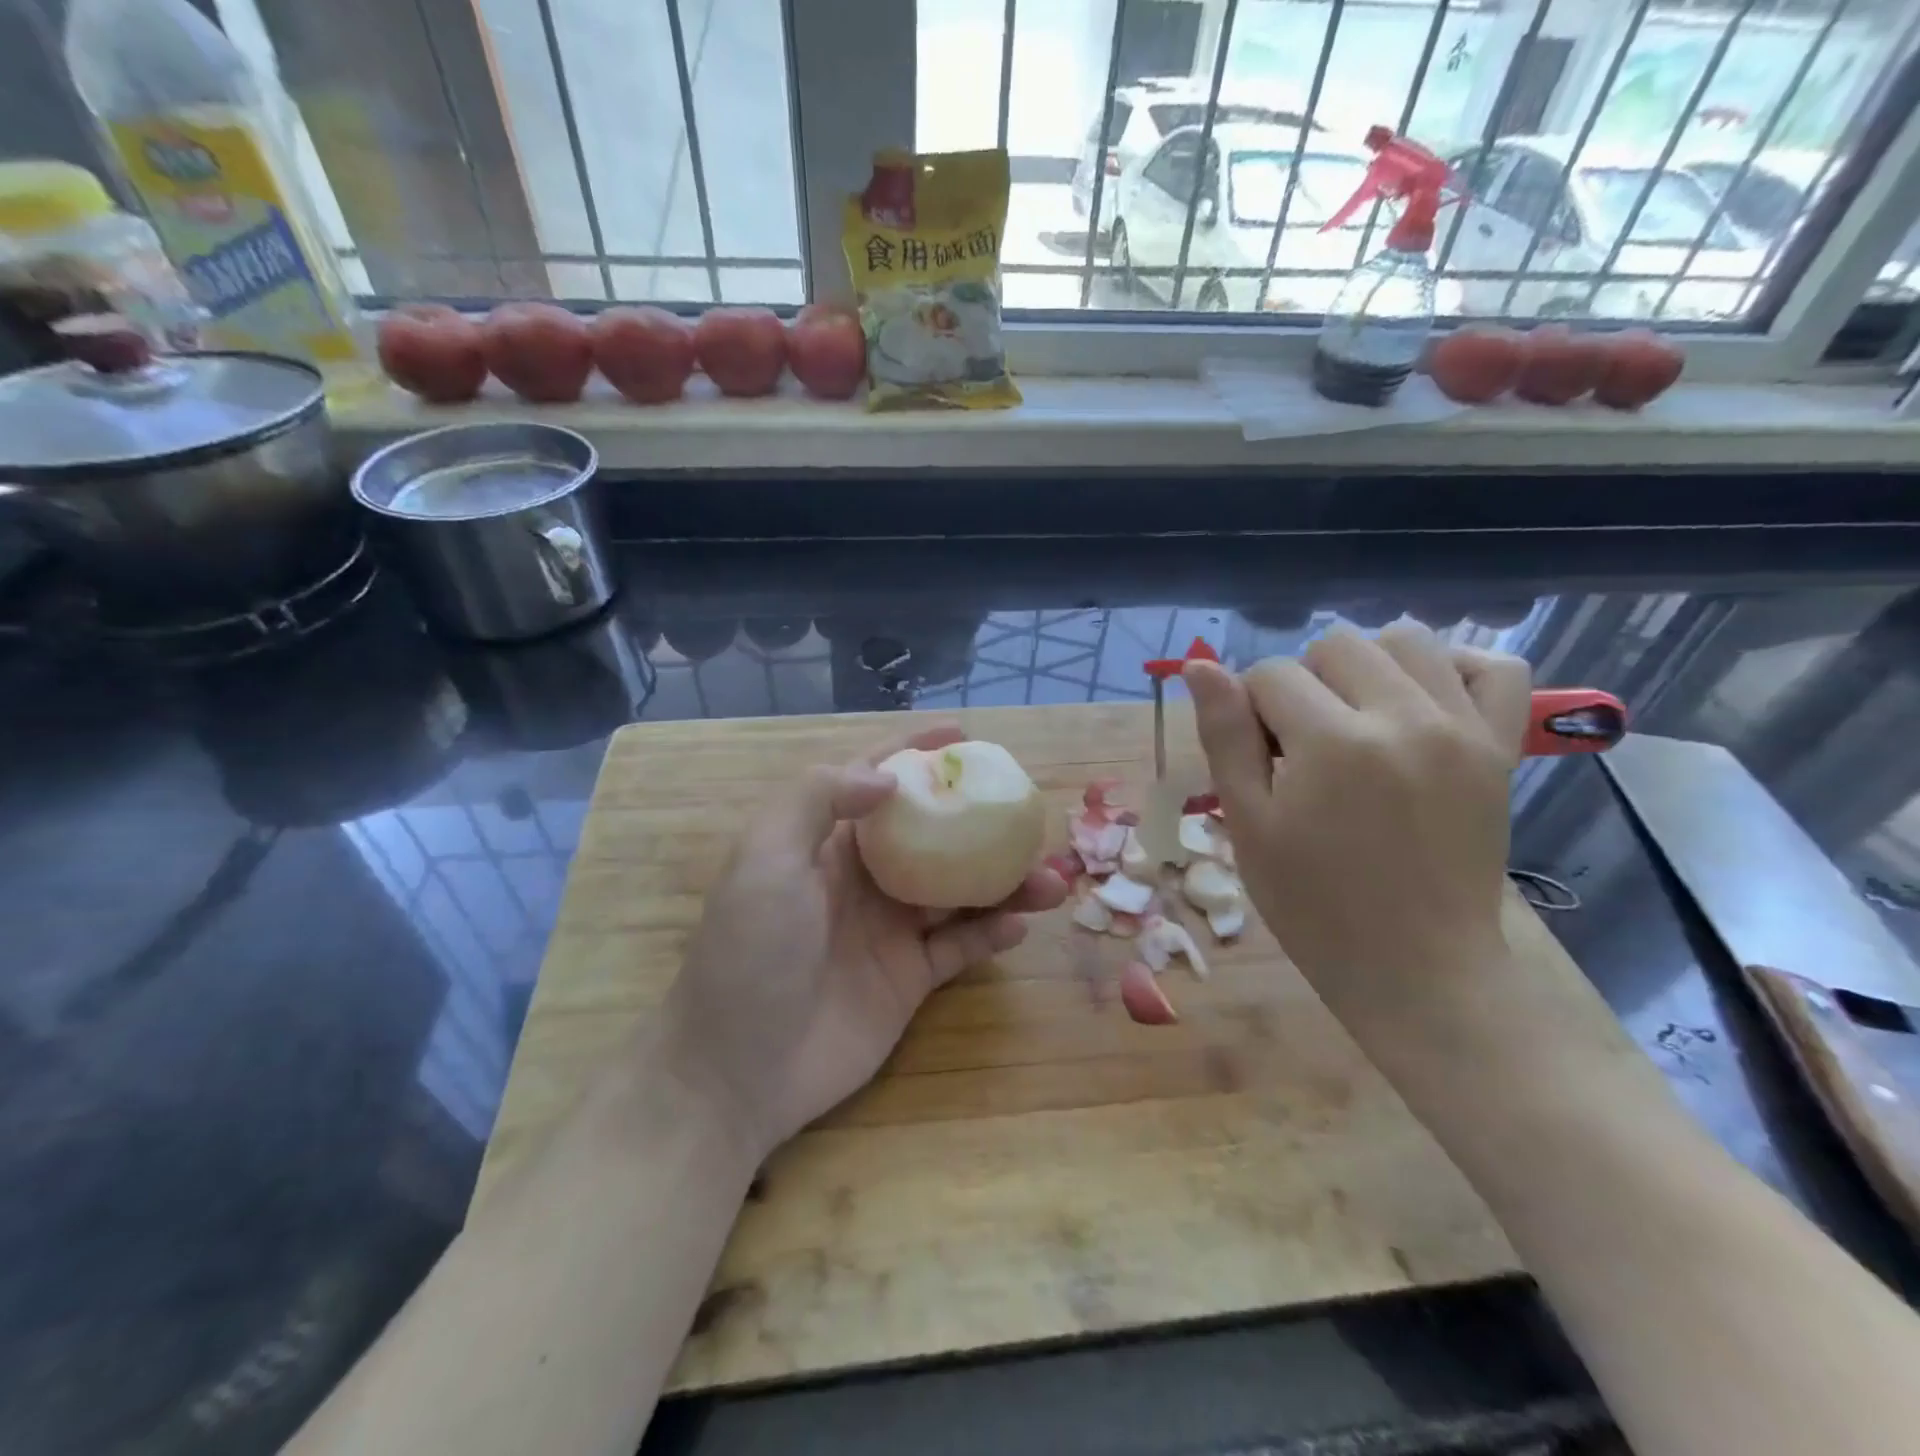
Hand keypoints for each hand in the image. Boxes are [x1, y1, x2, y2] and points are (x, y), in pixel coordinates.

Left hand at [658, 725, 1067, 1162]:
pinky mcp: (910, 978)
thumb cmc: (750, 950)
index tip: (964, 736)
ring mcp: (890, 929)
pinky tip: (1018, 926)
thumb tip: (889, 777)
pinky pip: (960, 946)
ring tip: (1051, 879)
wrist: (738, 1070)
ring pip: (960, 891)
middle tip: (1029, 815)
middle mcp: (864, 878)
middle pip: (933, 835)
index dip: (916, 752)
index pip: (877, 780)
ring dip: (1004, 881)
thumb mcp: (766, 858)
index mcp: (827, 841)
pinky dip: (991, 933)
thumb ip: (819, 799)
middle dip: (980, 820)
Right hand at [1184, 622, 1531, 1037]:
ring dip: (1366, 666)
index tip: (1260, 759)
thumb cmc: (1312, 904)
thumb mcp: (1248, 824)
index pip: (1271, 674)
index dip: (1250, 710)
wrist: (1416, 968)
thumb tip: (1200, 667)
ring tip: (1355, 718)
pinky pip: (1494, 666)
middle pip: (1335, 644)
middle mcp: (1403, 718)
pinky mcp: (1500, 748)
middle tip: (1303, 744)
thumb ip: (1225, 736)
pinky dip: (1452, 666)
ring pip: (1406, 638)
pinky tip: (1421, 700)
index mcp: (1332, 743)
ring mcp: (1462, 728)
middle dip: (1303, 682)